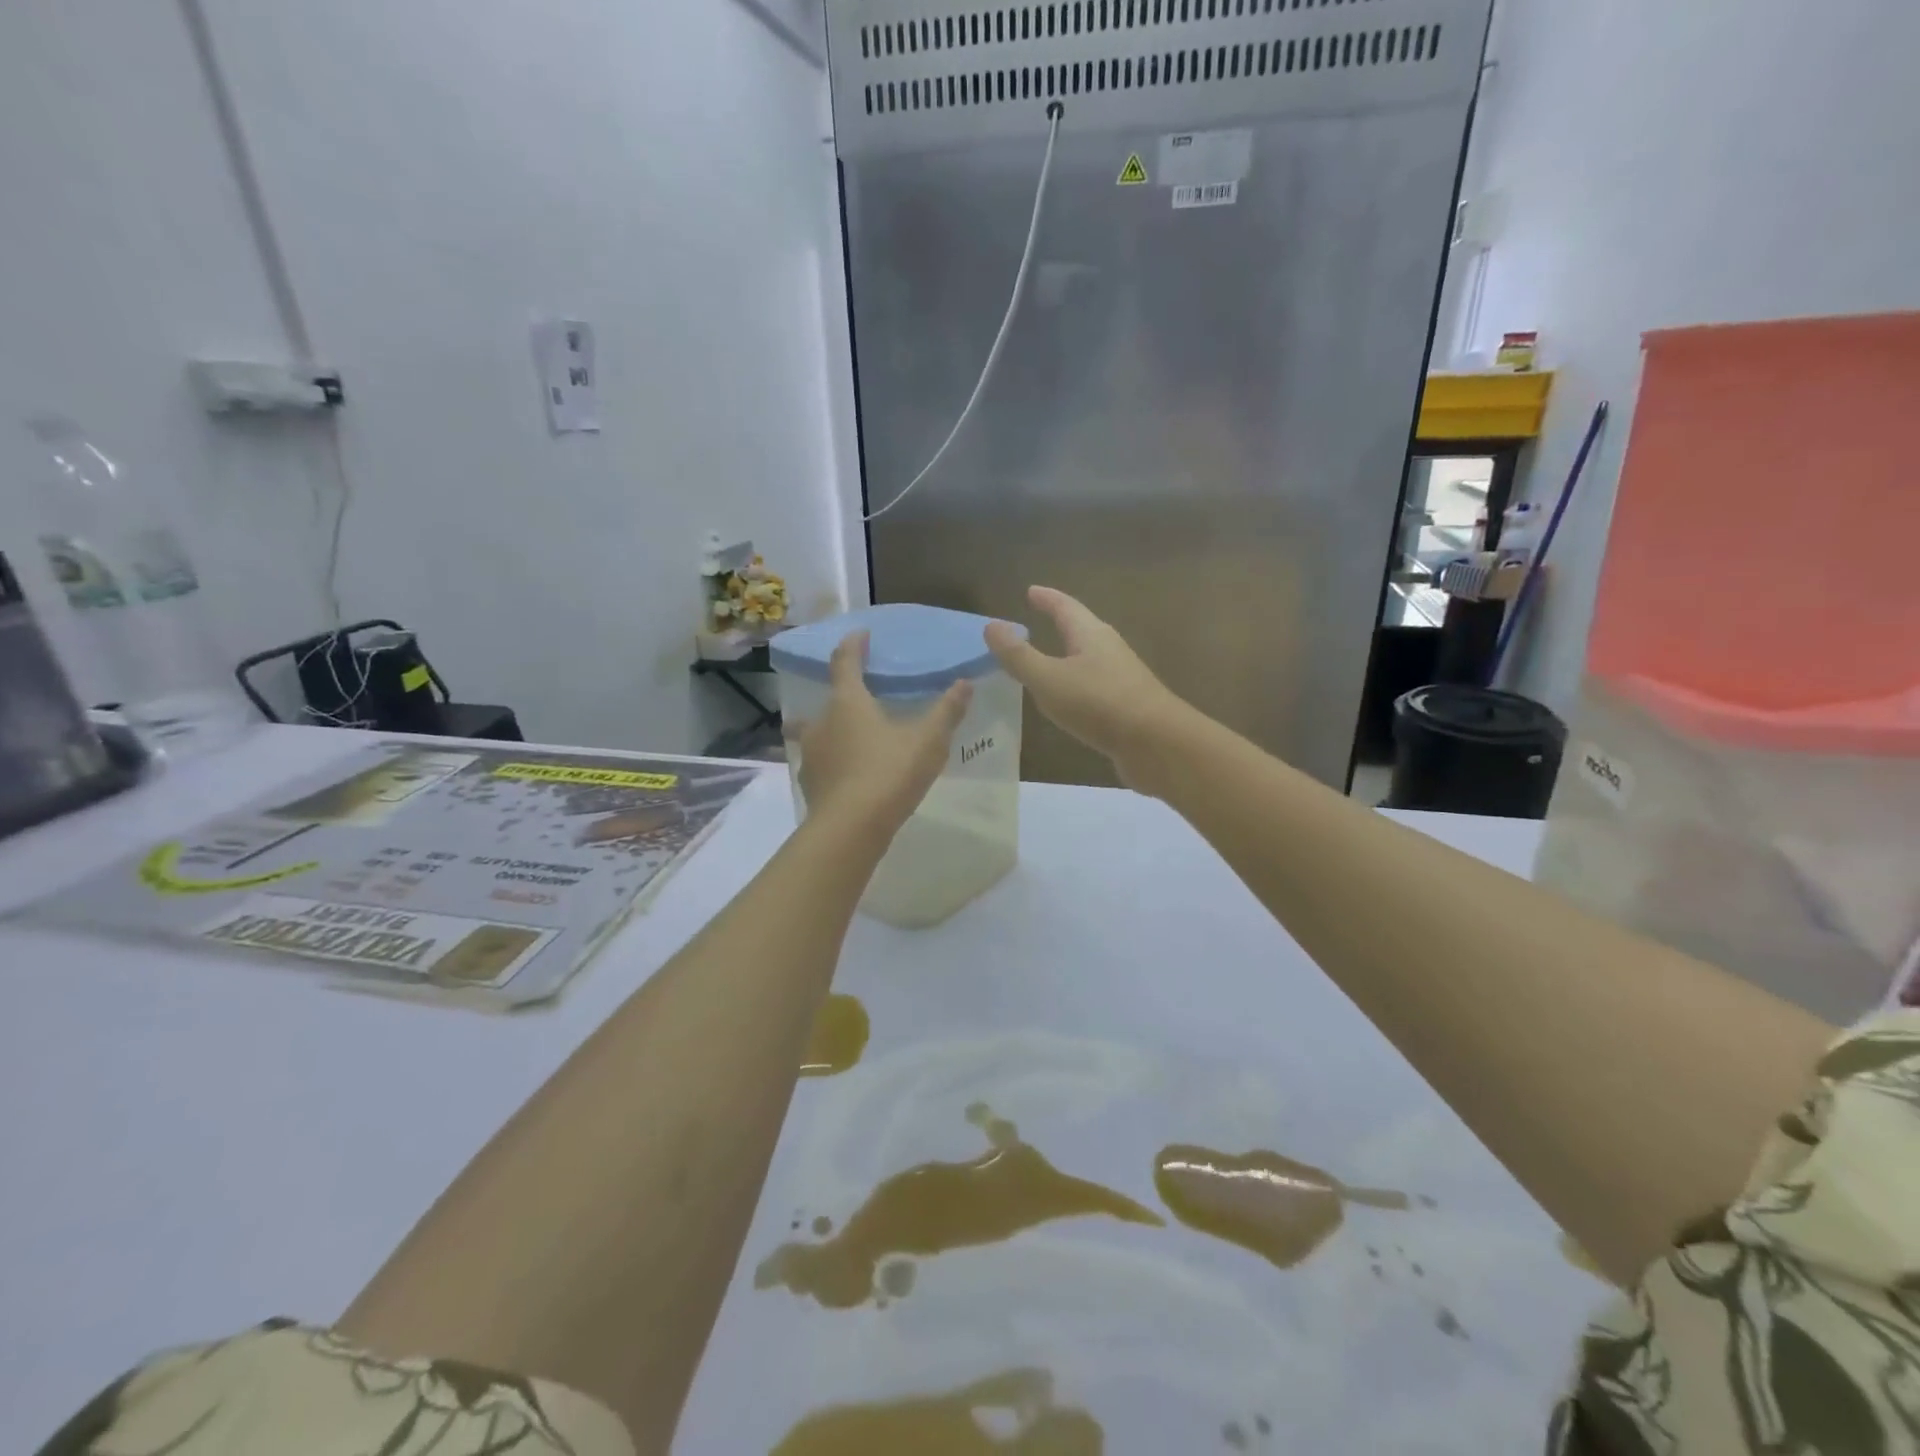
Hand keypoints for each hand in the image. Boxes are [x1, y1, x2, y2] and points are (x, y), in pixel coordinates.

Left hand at [794, 630, 971, 842]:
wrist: (849, 828)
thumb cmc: (889, 773)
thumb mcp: (928, 741)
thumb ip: (946, 711)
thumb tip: (965, 683)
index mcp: (848, 701)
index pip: (845, 661)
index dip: (853, 645)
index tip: (861, 635)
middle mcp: (821, 721)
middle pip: (828, 698)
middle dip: (843, 693)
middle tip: (862, 695)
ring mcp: (811, 753)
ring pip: (818, 731)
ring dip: (834, 729)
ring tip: (855, 736)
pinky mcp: (810, 783)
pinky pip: (821, 762)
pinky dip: (833, 760)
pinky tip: (849, 773)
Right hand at [984, 586, 1190, 792]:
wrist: (1157, 744)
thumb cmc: (1099, 704)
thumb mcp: (1048, 679)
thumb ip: (1018, 655)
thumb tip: (992, 625)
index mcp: (1091, 635)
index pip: (1065, 607)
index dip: (1046, 598)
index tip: (1031, 591)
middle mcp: (1109, 650)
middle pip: (1081, 629)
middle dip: (1059, 623)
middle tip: (1037, 619)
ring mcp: (1121, 679)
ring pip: (1088, 659)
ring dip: (1067, 655)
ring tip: (1046, 660)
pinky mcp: (1126, 706)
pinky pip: (1093, 687)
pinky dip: (1075, 685)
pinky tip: (1067, 701)